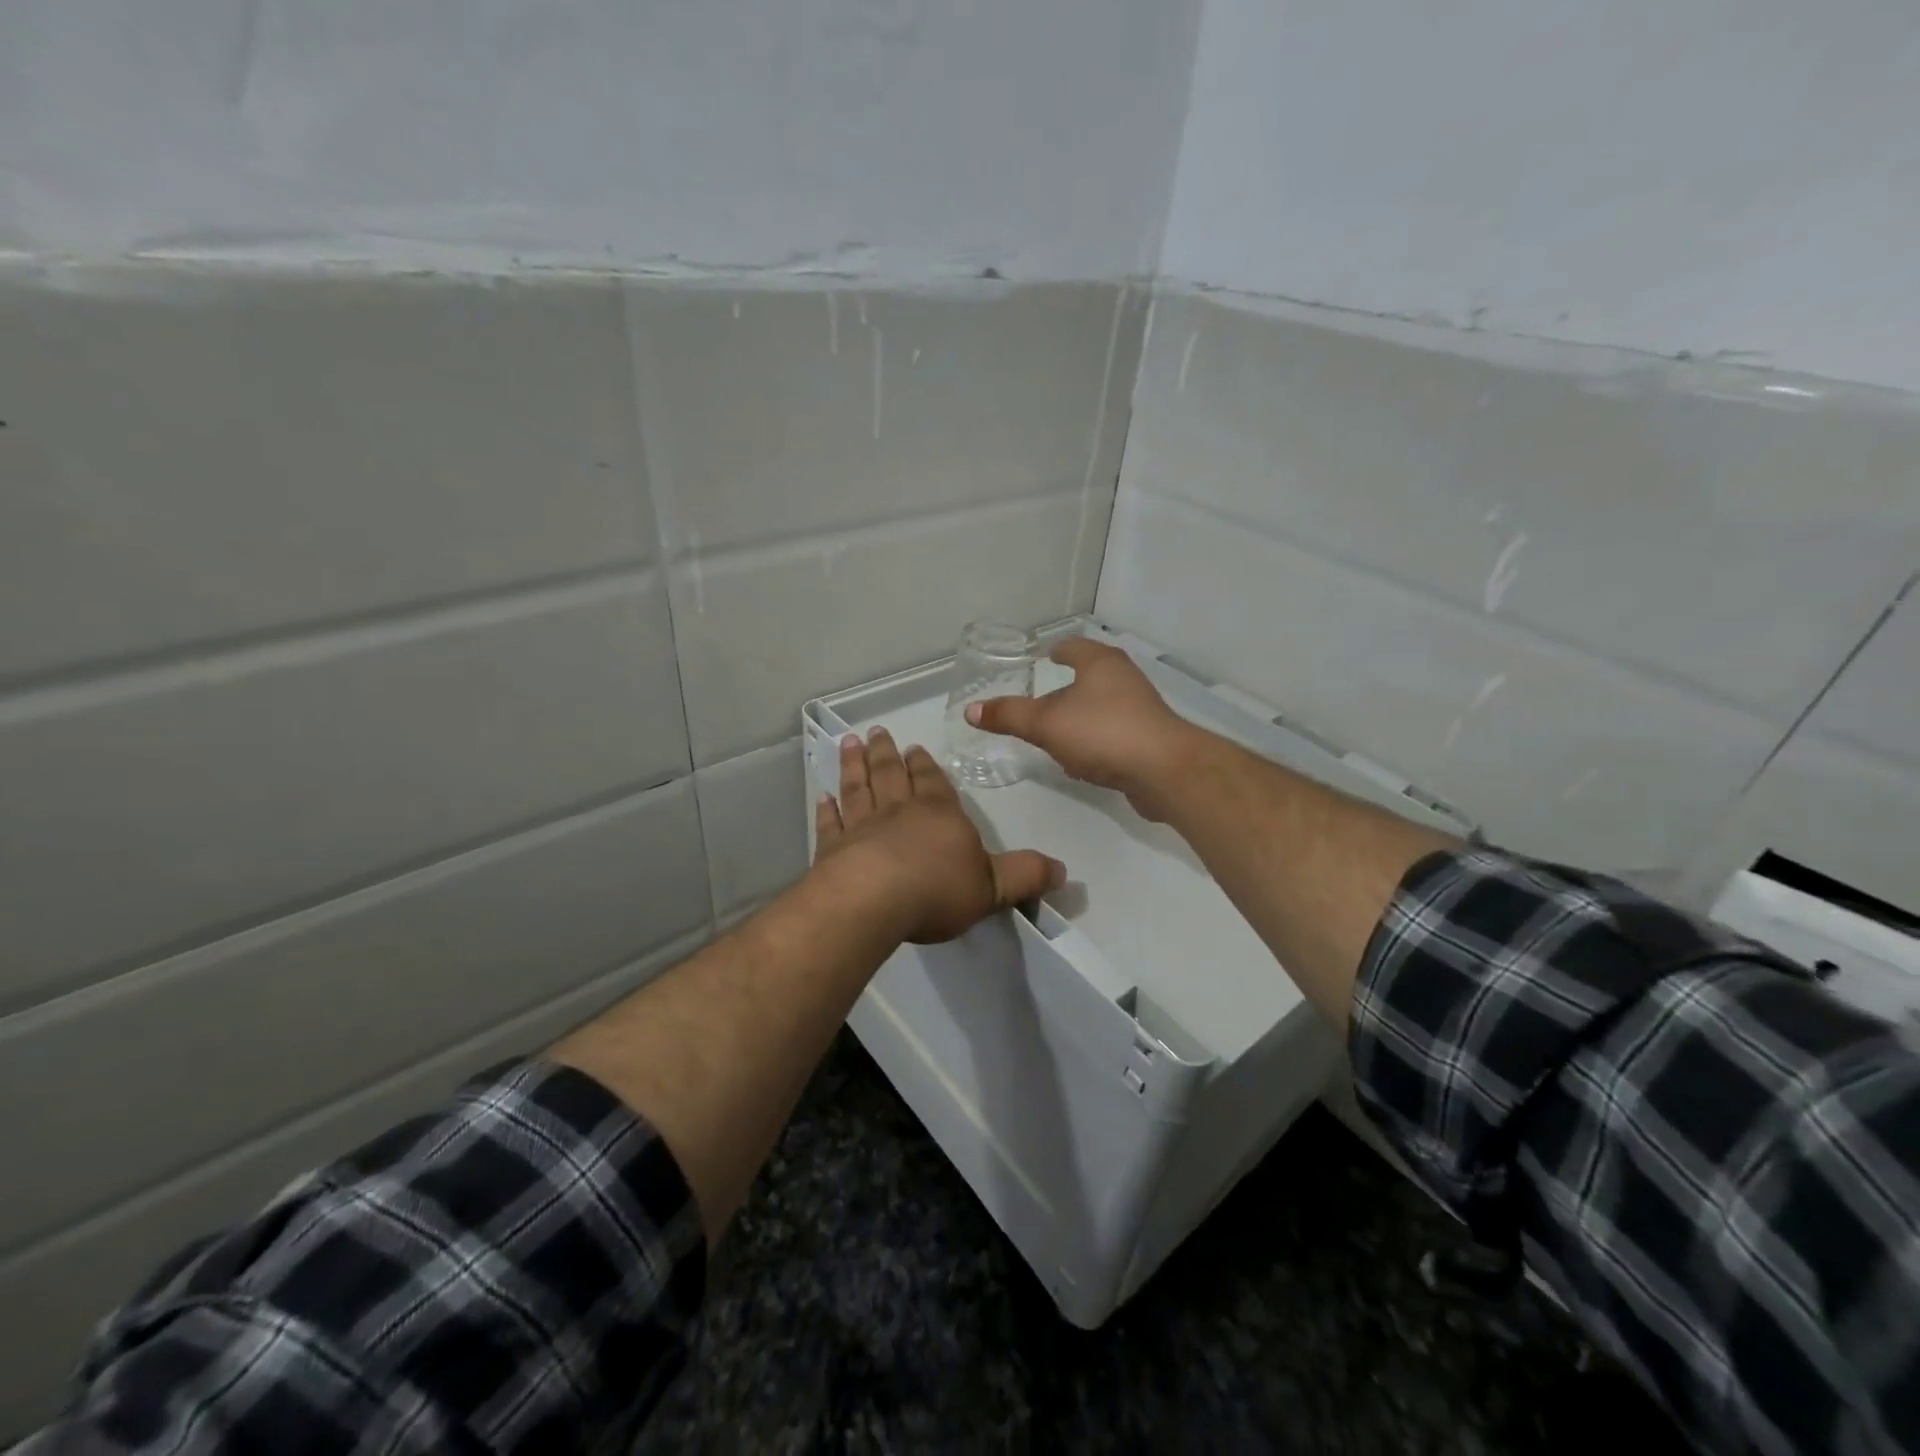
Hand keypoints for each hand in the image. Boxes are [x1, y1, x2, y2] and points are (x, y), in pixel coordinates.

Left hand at [814, 728, 1064, 943]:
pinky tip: (821, 796)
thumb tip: (1062, 870)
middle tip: (877, 732)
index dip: (926, 766)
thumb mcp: (993, 887)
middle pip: (892, 774)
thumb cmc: (937, 889)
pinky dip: (826, 808)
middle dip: (887, 754)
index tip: (915, 748)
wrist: (874, 900)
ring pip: (859, 787)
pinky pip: (830, 822)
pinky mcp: (833, 848)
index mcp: (939, 814)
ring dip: (854, 766)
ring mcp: (862, 826)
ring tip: (849, 744)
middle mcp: (899, 811)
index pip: (934, 783)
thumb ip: (1024, 875)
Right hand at [965, 638, 1201, 820]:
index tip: (1044, 656)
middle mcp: (1124, 679)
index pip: (1074, 646)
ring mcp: (1140, 710)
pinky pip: (1112, 735)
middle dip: (1067, 688)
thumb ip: (1009, 716)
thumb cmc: (1102, 732)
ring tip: (1055, 733)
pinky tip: (1080, 763)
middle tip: (1041, 699)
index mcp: (1101, 663)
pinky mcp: (1148, 740)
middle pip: (1090, 676)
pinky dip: (1094, 743)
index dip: (1058, 650)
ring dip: (1080, 718)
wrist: (1164, 771)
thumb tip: (970, 710)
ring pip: (1101, 708)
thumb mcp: (1046, 724)